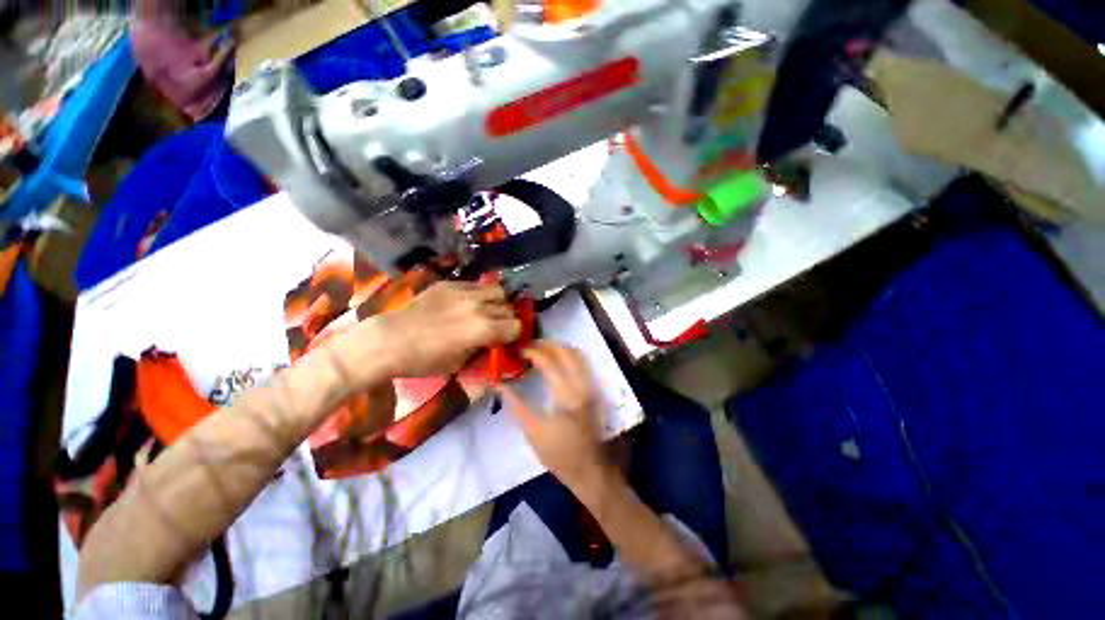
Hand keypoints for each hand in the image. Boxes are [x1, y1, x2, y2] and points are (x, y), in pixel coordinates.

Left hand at [359, 281, 521, 380]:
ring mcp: (464, 291)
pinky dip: (478, 294)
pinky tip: (466, 302)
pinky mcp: (449, 284)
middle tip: (495, 326)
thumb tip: (493, 340)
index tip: (504, 339)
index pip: (516, 326)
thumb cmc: (424, 360)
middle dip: (506, 319)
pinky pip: (475, 284)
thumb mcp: (459, 363)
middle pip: (509, 308)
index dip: (513, 334)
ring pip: (497, 290)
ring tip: (485, 309)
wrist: (389, 341)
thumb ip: (482, 348)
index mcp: (483, 329)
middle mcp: (479, 307)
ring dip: (496, 302)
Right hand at [499, 342, 614, 490]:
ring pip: (577, 355)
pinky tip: (557, 362)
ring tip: (542, 350)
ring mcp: (591, 386)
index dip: (533, 352)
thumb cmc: (561, 455)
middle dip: (547, 344)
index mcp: (567, 395)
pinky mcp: (594, 391)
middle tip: (529, 346)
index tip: (518, 351)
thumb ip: (517, 406)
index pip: (549, 362)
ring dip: (559, 348)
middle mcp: (582, 385)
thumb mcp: (534, 433)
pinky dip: (568, 356)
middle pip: (566, 351)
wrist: (592, 470)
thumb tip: (501, 386)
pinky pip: (582, 364)